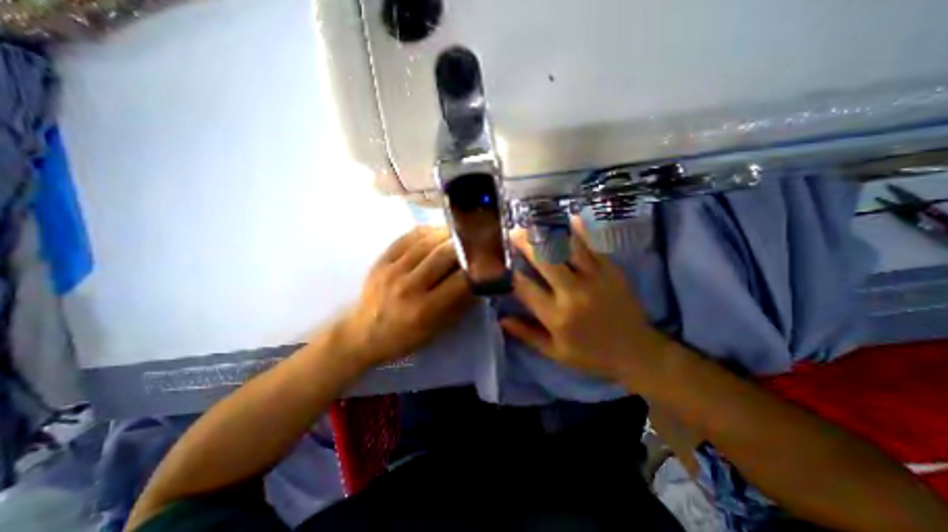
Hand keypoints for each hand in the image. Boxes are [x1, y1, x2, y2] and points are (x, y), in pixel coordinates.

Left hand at [340, 226, 474, 366]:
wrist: (363, 332)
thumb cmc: (405, 337)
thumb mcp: (437, 329)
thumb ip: (459, 304)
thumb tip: (479, 279)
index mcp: (424, 310)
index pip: (460, 281)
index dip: (478, 269)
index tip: (487, 261)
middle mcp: (408, 287)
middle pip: (444, 254)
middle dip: (465, 246)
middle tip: (476, 242)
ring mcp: (392, 270)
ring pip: (427, 241)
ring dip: (448, 234)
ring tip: (460, 233)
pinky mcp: (382, 260)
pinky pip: (408, 237)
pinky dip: (428, 231)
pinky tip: (438, 232)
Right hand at [497, 217, 665, 383]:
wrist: (637, 352)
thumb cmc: (591, 355)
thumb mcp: (555, 353)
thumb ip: (527, 335)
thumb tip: (502, 319)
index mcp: (556, 317)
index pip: (526, 289)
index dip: (511, 273)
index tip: (502, 262)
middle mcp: (573, 294)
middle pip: (546, 261)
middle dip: (527, 244)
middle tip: (515, 232)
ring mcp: (595, 280)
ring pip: (569, 249)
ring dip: (551, 233)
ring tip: (537, 222)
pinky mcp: (612, 272)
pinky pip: (595, 247)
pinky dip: (582, 231)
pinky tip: (572, 218)